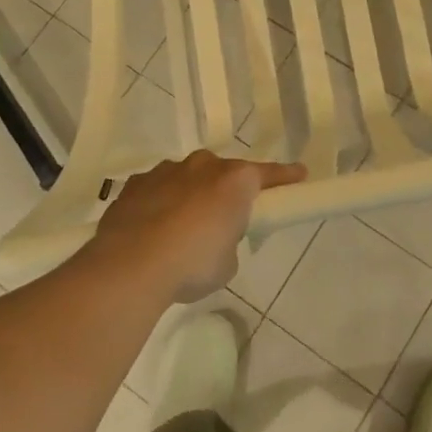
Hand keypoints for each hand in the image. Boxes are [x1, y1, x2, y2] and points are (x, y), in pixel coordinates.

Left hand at [93, 150, 306, 301]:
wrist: (131, 265)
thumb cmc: (193, 263)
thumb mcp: (227, 262)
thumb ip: (227, 241)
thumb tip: (213, 238)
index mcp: (235, 180)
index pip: (268, 174)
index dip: (285, 177)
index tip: (300, 175)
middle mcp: (202, 166)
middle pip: (222, 173)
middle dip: (225, 190)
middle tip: (225, 218)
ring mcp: (165, 171)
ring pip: (186, 177)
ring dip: (190, 195)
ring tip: (181, 229)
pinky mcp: (135, 184)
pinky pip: (156, 190)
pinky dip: (159, 204)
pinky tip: (151, 229)